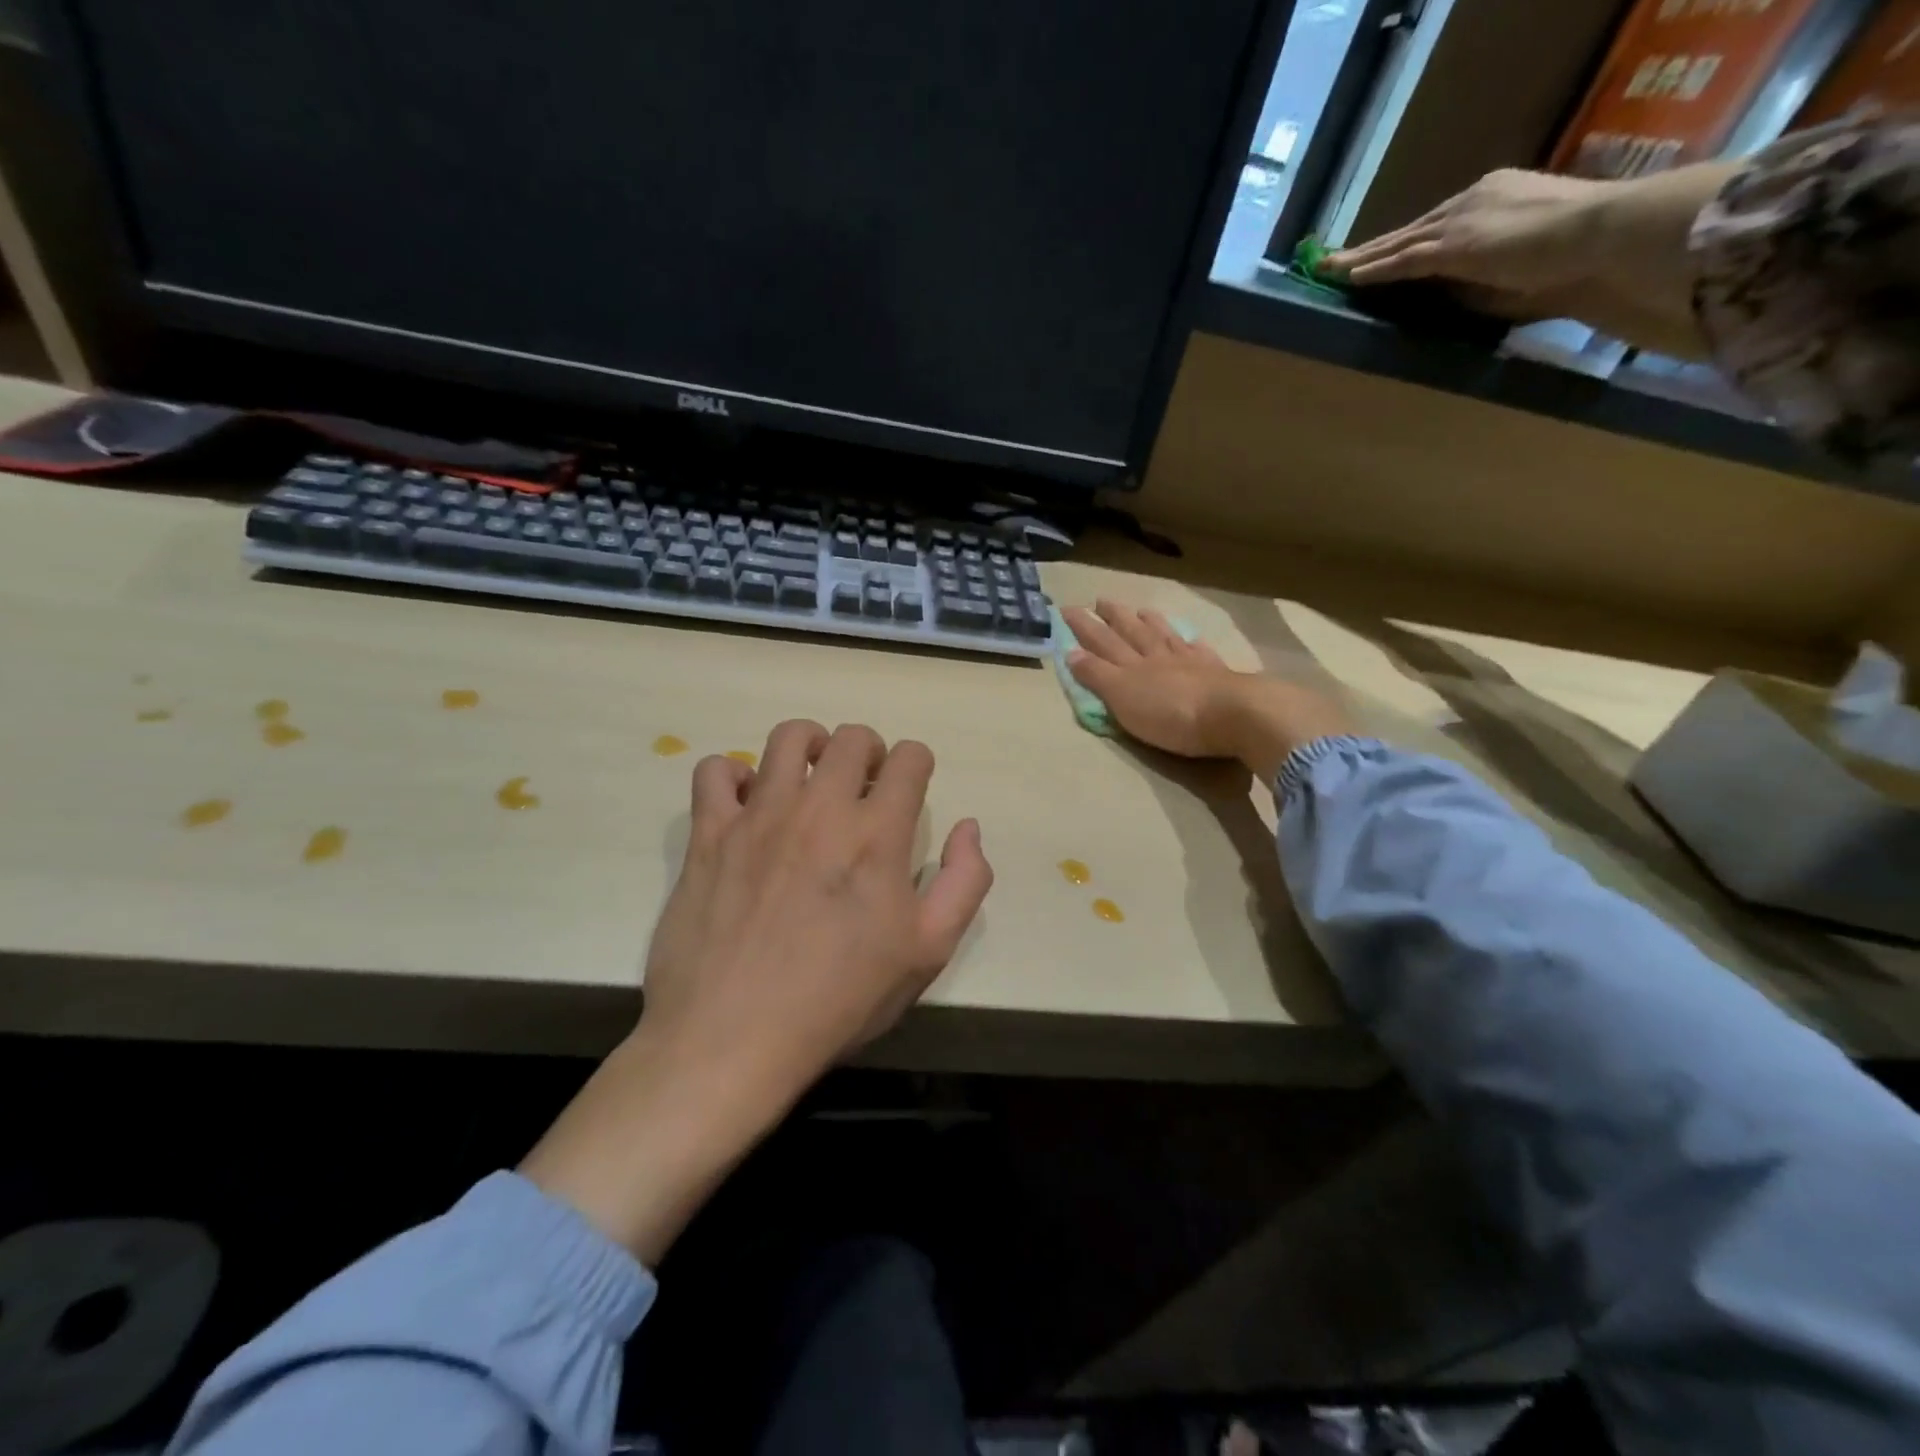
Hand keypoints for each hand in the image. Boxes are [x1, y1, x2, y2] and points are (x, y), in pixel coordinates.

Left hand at [522, 720, 991, 1261]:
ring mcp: (759, 816)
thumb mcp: (929, 952)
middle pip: (851, 738)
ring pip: (787, 737)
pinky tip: (747, 804)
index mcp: (877, 834)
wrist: (732, 1039)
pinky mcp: (709, 834)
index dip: (917, 765)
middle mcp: (820, 808)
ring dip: (810, 746)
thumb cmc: (839, 1000)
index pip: (909, 758)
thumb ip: (964, 881)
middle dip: (869, 751)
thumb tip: (967, 827)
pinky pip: (715, 771)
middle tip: (864, 787)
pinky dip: (735, 775)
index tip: (909, 788)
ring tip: (811, 779)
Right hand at [1065, 601, 1354, 784]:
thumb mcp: (1123, 698)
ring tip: (1140, 610)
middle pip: (1132, 633)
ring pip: (1165, 636)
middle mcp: (1158, 657)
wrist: (1234, 714)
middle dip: (1114, 618)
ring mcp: (1190, 663)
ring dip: (1150, 623)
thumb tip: (1071, 653)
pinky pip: (1199, 650)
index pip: (1102, 643)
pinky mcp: (1217, 674)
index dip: (1085, 628)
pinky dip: (1190, 642)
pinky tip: (1190, 637)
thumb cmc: (1170, 714)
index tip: (1069, 610)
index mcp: (1132, 667)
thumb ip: (1097, 676)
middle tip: (1101, 601)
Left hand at [1328, 161, 1738, 356]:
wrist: (1600, 236)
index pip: (1437, 222)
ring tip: (1327, 269)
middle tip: (1335, 259)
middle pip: (1410, 229)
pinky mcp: (1455, 246)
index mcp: (1498, 196)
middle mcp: (1474, 200)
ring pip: (1398, 243)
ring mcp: (1462, 221)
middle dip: (1372, 246)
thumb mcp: (1524, 260)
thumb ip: (1489, 269)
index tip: (1380, 250)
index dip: (1406, 239)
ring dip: (1360, 259)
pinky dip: (1374, 270)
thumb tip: (1460, 291)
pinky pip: (1404, 260)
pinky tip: (1346, 278)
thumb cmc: (1575, 257)